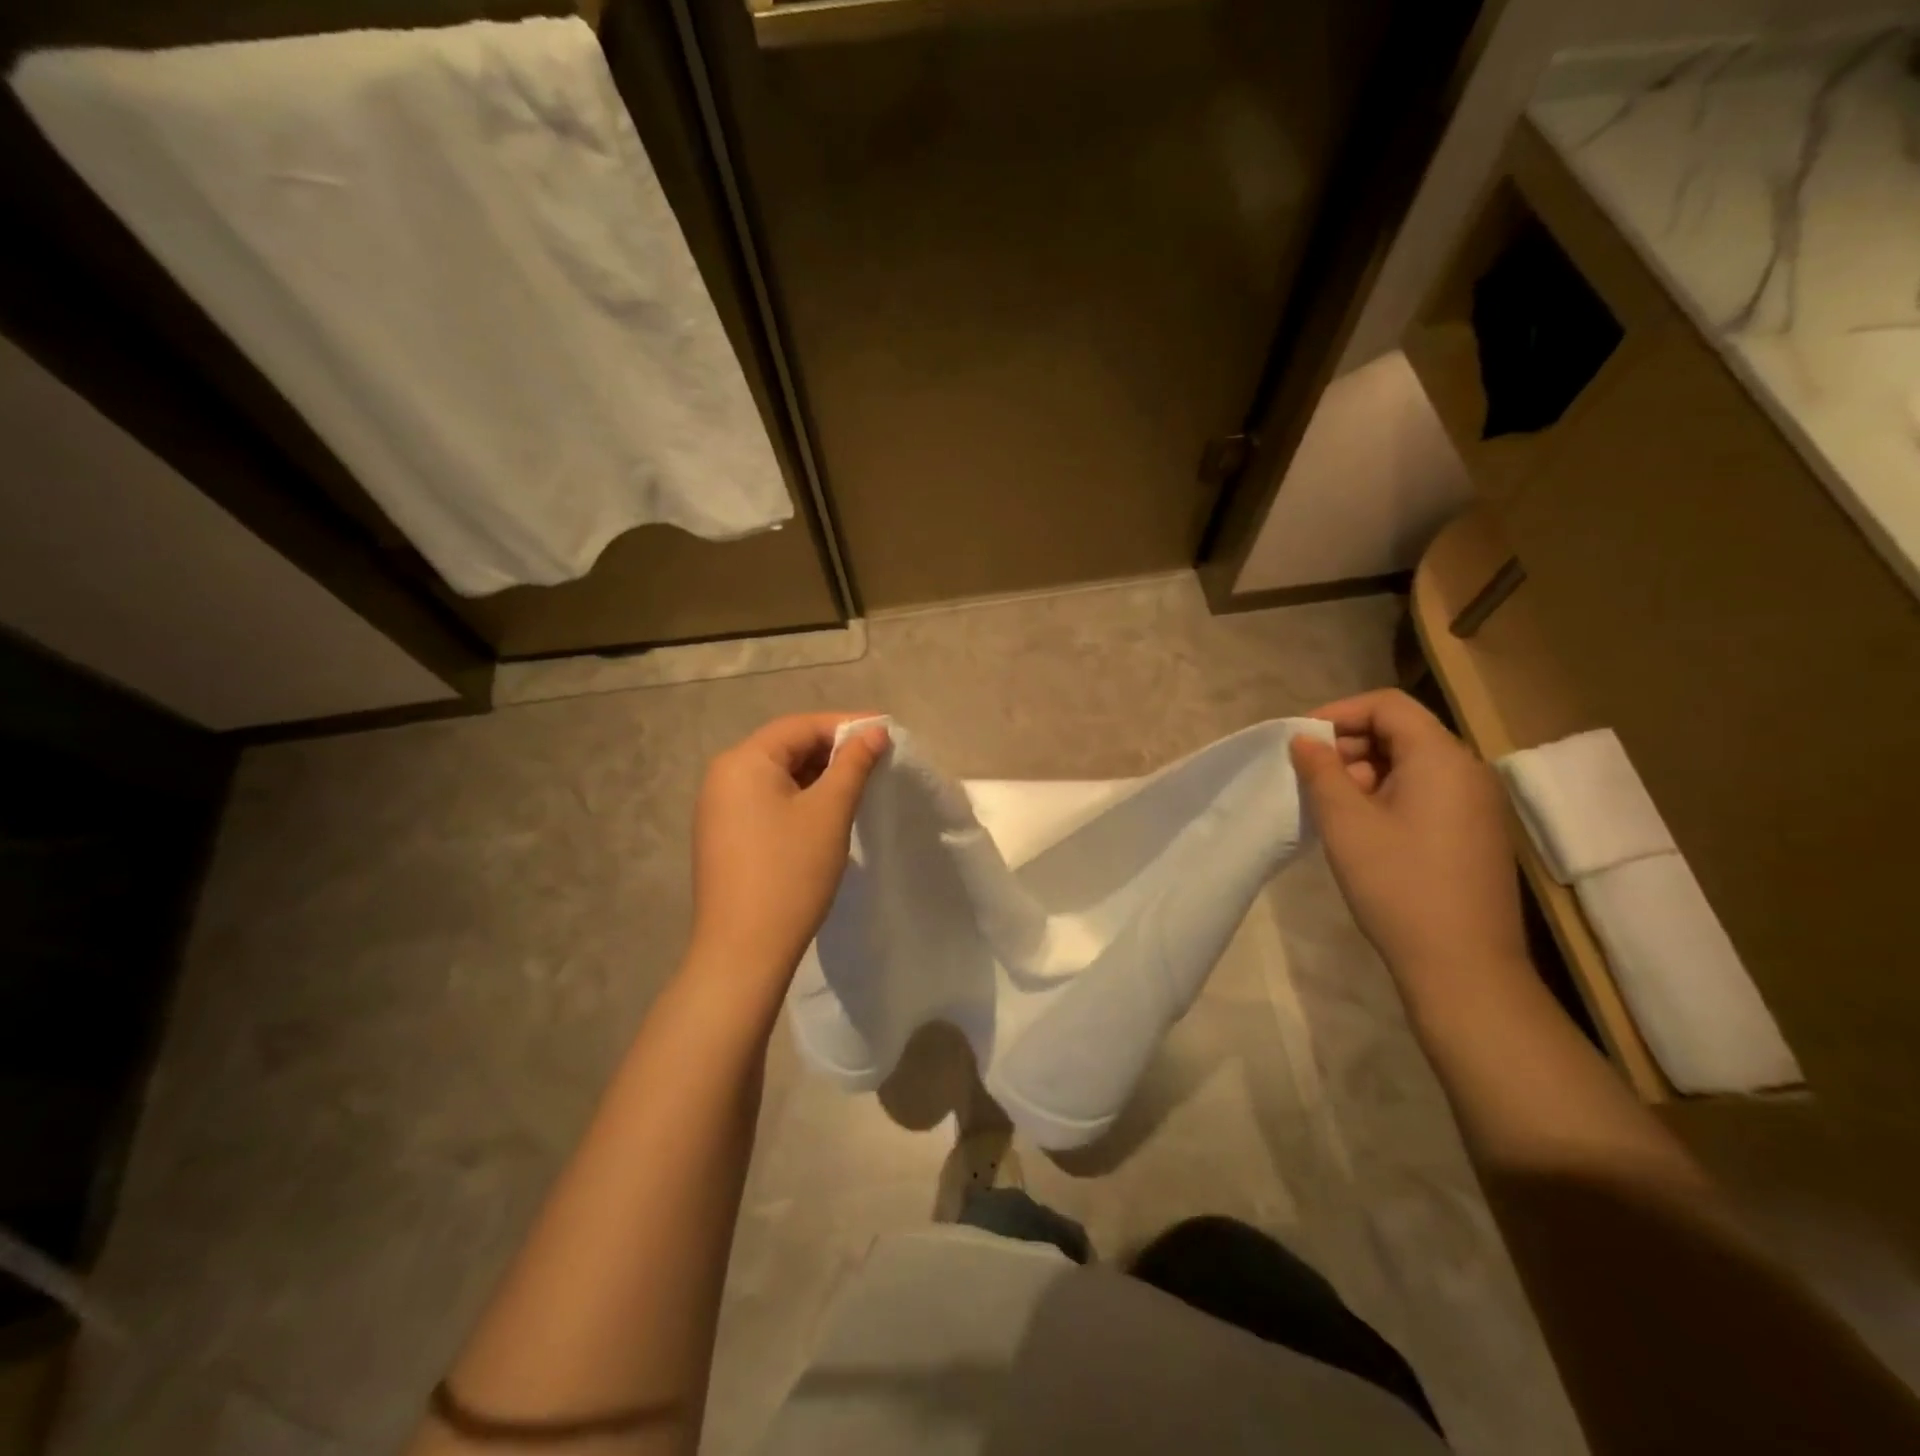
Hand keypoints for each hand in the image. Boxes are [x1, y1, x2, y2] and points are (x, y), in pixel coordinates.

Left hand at [689, 713, 889, 977]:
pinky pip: (767, 801)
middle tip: (877, 760)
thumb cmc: (790, 872)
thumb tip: (875, 731)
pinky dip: (800, 798)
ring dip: (818, 776)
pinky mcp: (725, 836)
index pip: (800, 726)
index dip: (846, 725)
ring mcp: (719, 808)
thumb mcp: (829, 812)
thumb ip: (853, 764)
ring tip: (858, 785)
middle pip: (786, 747)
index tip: (886, 732)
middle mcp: (723, 776)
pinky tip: (827, 813)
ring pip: (778, 776)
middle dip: (833, 750)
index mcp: (743, 761)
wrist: (743, 950)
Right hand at [1290, 690, 1529, 1001]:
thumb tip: (1305, 740)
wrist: (1462, 966)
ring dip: (1365, 773)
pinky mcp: (1475, 833)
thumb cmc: (1398, 885)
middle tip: (1312, 779)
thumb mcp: (1346, 823)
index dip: (1339, 713)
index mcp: (1441, 758)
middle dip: (1349, 746)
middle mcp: (1467, 770)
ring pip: (1411, 764)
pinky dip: (1387, 795)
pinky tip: (1361, 829)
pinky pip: (1425, 792)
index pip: (1387, 705)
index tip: (1301, 741)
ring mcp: (1476, 804)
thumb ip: (1321, 772)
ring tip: (1331, 807)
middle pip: (1401, 732)